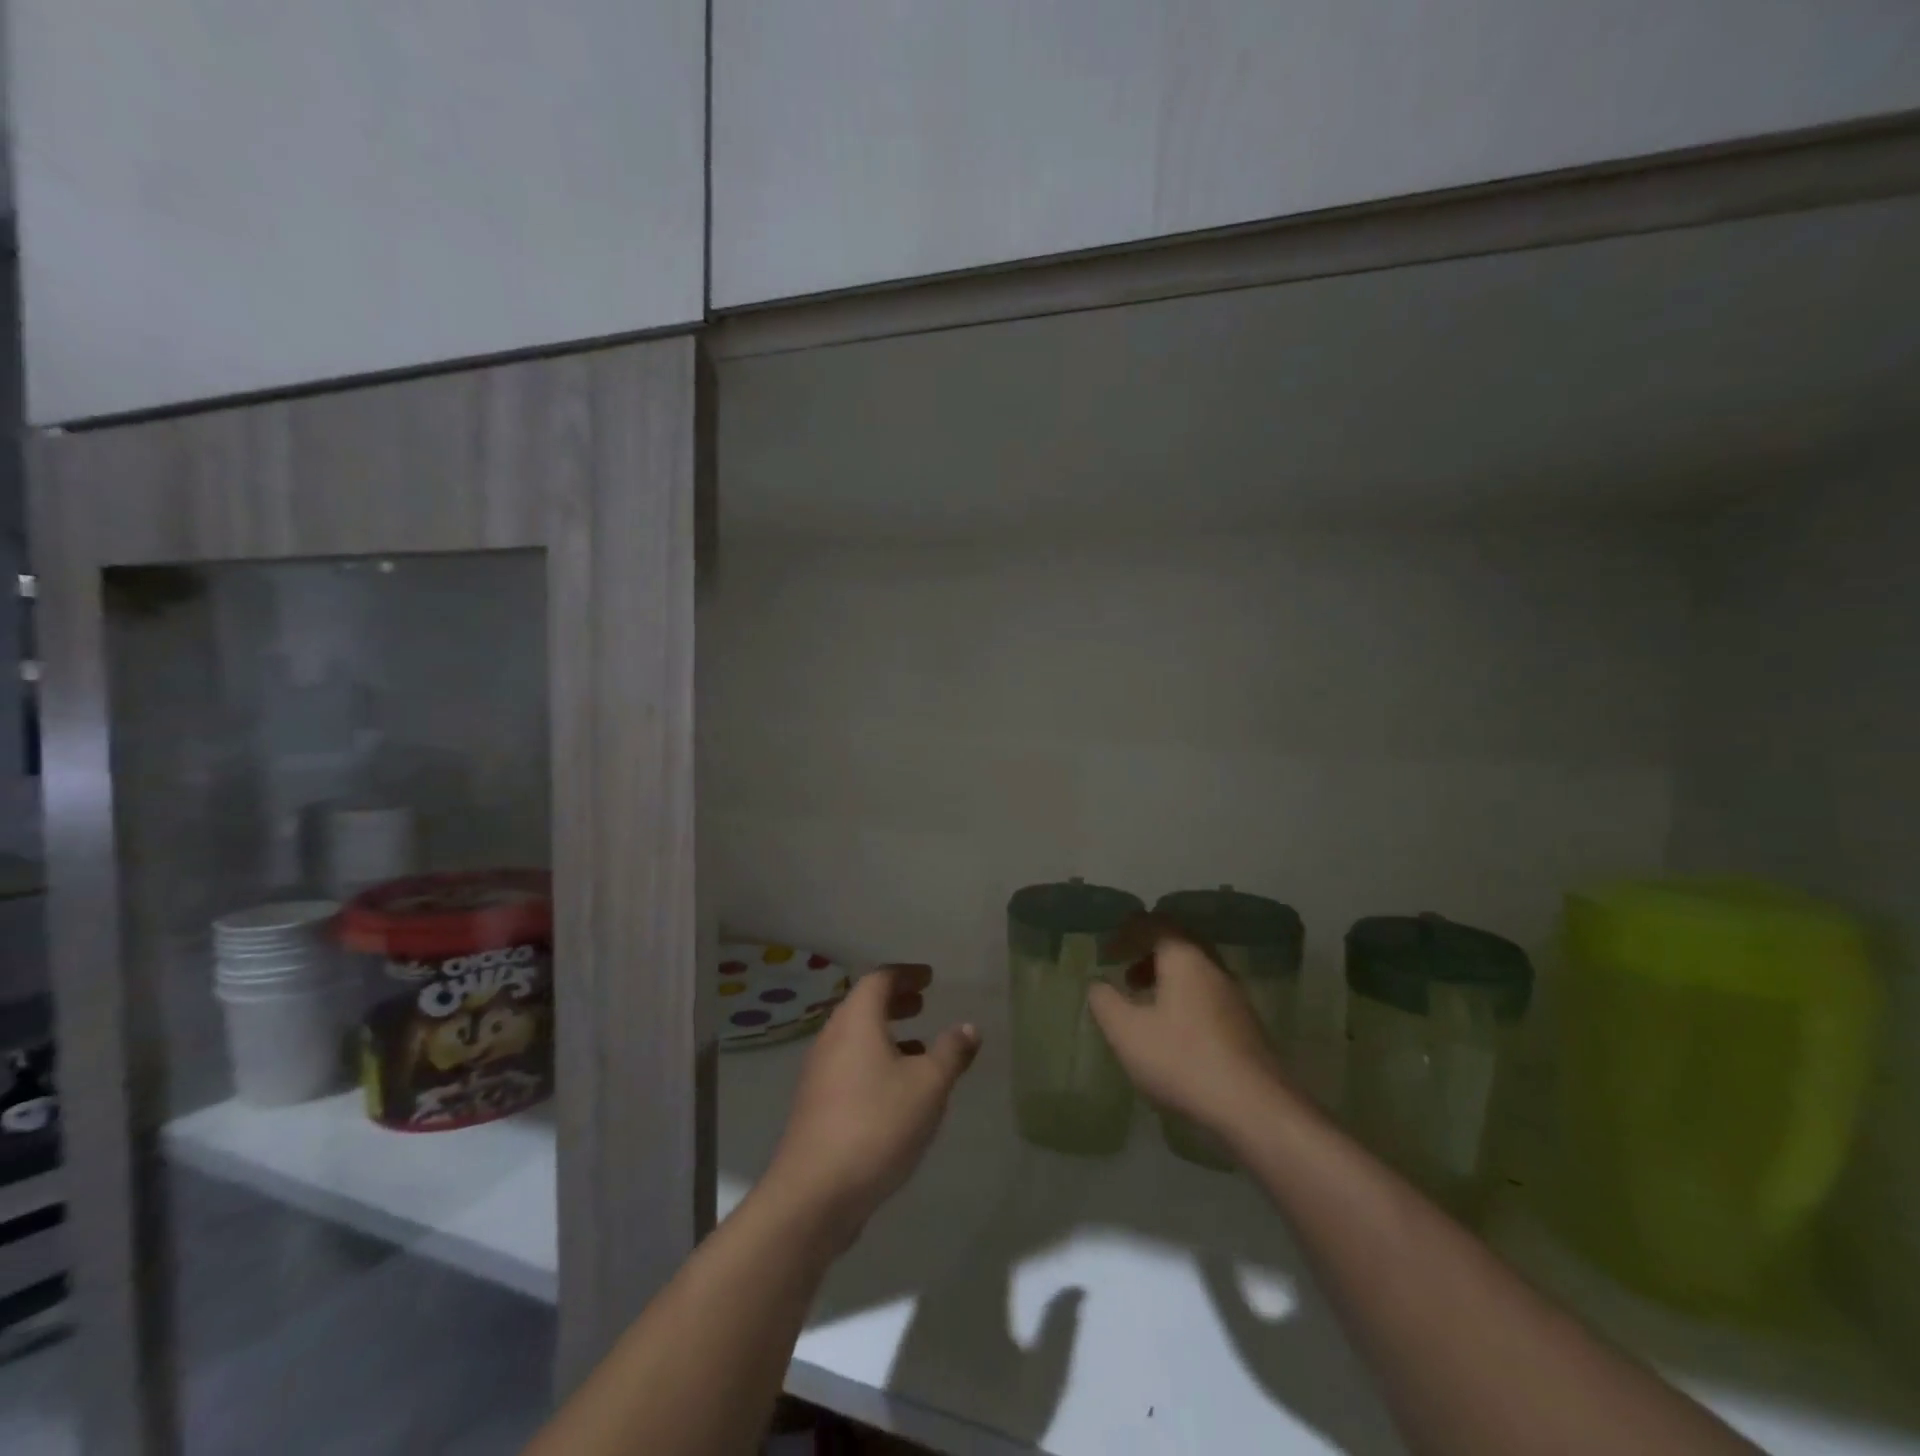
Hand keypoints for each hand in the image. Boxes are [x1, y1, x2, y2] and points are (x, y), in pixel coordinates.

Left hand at [764, 964, 980, 1247]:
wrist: (814, 1194)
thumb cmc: (876, 1124)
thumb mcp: (928, 1086)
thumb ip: (951, 1052)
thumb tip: (968, 1027)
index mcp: (856, 1021)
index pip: (879, 979)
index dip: (906, 974)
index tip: (929, 978)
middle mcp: (832, 1038)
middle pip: (864, 1006)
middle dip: (895, 1001)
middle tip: (923, 1002)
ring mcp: (820, 1073)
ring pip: (856, 1038)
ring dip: (886, 1034)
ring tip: (919, 1046)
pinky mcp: (816, 1105)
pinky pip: (849, 1066)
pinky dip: (875, 1061)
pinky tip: (897, 1090)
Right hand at [1087, 915, 1288, 1139]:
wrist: (1255, 1109)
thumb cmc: (1183, 1060)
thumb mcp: (1127, 1032)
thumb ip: (1105, 1002)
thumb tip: (1098, 985)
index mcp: (1185, 957)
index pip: (1153, 924)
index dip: (1126, 933)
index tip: (1106, 953)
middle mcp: (1213, 967)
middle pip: (1177, 943)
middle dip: (1146, 952)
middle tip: (1123, 972)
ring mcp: (1234, 996)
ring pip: (1194, 970)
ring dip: (1165, 977)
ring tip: (1142, 1002)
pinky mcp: (1245, 1025)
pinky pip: (1206, 994)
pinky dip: (1182, 998)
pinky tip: (1171, 1030)